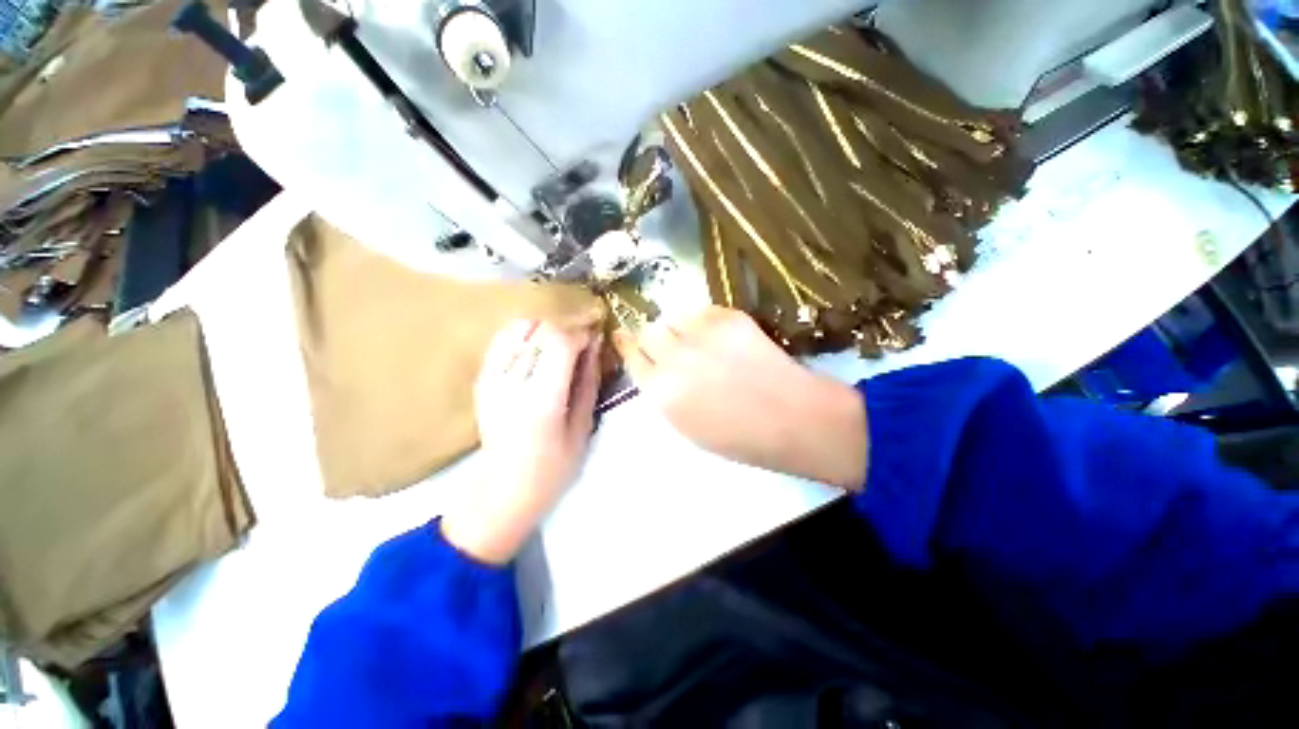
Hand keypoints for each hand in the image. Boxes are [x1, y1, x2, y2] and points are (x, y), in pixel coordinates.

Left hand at [442, 318, 602, 564]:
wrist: (504, 489)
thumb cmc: (553, 467)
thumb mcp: (582, 426)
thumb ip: (588, 380)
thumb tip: (595, 343)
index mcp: (541, 400)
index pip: (559, 342)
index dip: (580, 333)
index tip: (594, 338)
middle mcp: (512, 383)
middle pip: (539, 330)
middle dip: (566, 328)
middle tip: (582, 341)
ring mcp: (491, 380)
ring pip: (519, 328)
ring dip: (545, 329)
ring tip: (560, 344)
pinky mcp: (482, 380)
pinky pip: (502, 340)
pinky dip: (524, 336)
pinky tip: (538, 349)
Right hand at [613, 306, 867, 489]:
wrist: (791, 418)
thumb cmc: (739, 437)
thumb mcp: (686, 425)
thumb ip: (663, 393)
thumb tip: (655, 368)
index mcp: (661, 391)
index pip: (632, 356)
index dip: (628, 345)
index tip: (625, 337)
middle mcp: (674, 357)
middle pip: (648, 330)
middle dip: (654, 337)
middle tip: (671, 345)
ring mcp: (701, 334)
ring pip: (674, 316)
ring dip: (679, 328)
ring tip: (699, 341)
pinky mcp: (728, 317)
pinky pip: (703, 311)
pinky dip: (706, 321)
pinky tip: (722, 337)